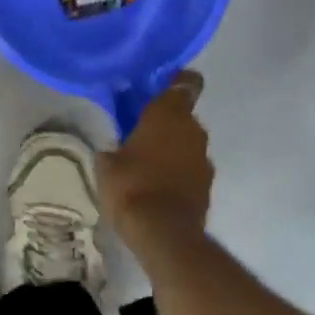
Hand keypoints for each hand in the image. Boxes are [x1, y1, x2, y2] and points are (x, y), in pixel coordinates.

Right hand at [95, 72, 212, 247]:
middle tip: (139, 131)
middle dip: (164, 121)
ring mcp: (204, 158)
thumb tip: (116, 151)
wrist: (164, 233)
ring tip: (146, 163)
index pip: (184, 84)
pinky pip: (190, 167)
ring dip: (171, 148)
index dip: (176, 81)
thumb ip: (115, 148)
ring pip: (186, 142)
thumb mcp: (106, 163)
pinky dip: (177, 171)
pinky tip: (157, 185)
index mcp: (168, 114)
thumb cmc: (130, 186)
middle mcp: (193, 129)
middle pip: (182, 115)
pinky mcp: (208, 185)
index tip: (160, 86)